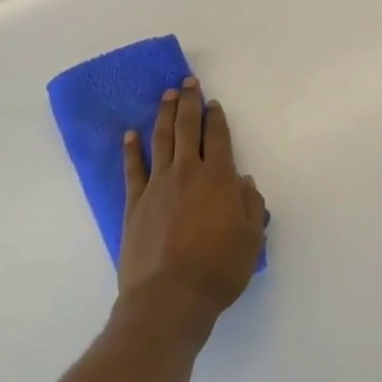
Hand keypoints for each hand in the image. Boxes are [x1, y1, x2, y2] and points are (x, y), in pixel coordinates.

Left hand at [117, 78, 266, 340]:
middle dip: (188, 102)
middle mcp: (187, 173)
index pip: (217, 137)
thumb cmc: (218, 270)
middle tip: (187, 82)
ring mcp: (157, 186)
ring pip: (161, 140)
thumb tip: (242, 181)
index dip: (215, 117)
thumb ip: (251, 205)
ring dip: (164, 114)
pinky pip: (132, 169)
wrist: (169, 299)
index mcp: (218, 179)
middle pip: (187, 128)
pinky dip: (131, 149)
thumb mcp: (251, 239)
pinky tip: (130, 134)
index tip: (213, 102)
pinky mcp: (134, 204)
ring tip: (165, 95)